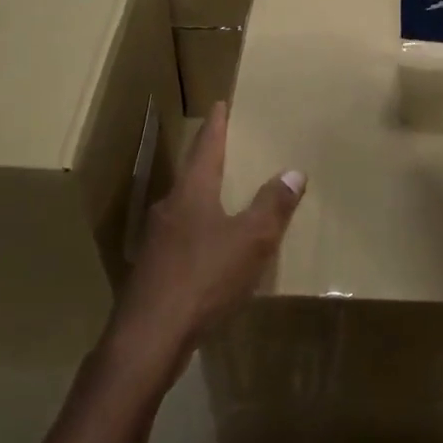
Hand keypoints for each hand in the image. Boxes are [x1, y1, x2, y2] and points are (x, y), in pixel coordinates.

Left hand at [108, 104, 304, 374]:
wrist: (148, 338)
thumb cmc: (204, 278)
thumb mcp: (251, 240)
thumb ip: (273, 205)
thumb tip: (293, 171)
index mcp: (192, 193)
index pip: (206, 147)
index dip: (216, 125)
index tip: (220, 104)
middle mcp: (169, 208)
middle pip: (192, 176)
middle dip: (210, 163)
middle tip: (230, 152)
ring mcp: (156, 241)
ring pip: (185, 210)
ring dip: (205, 200)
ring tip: (226, 201)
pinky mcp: (152, 271)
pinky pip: (181, 240)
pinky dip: (199, 235)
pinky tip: (211, 253)